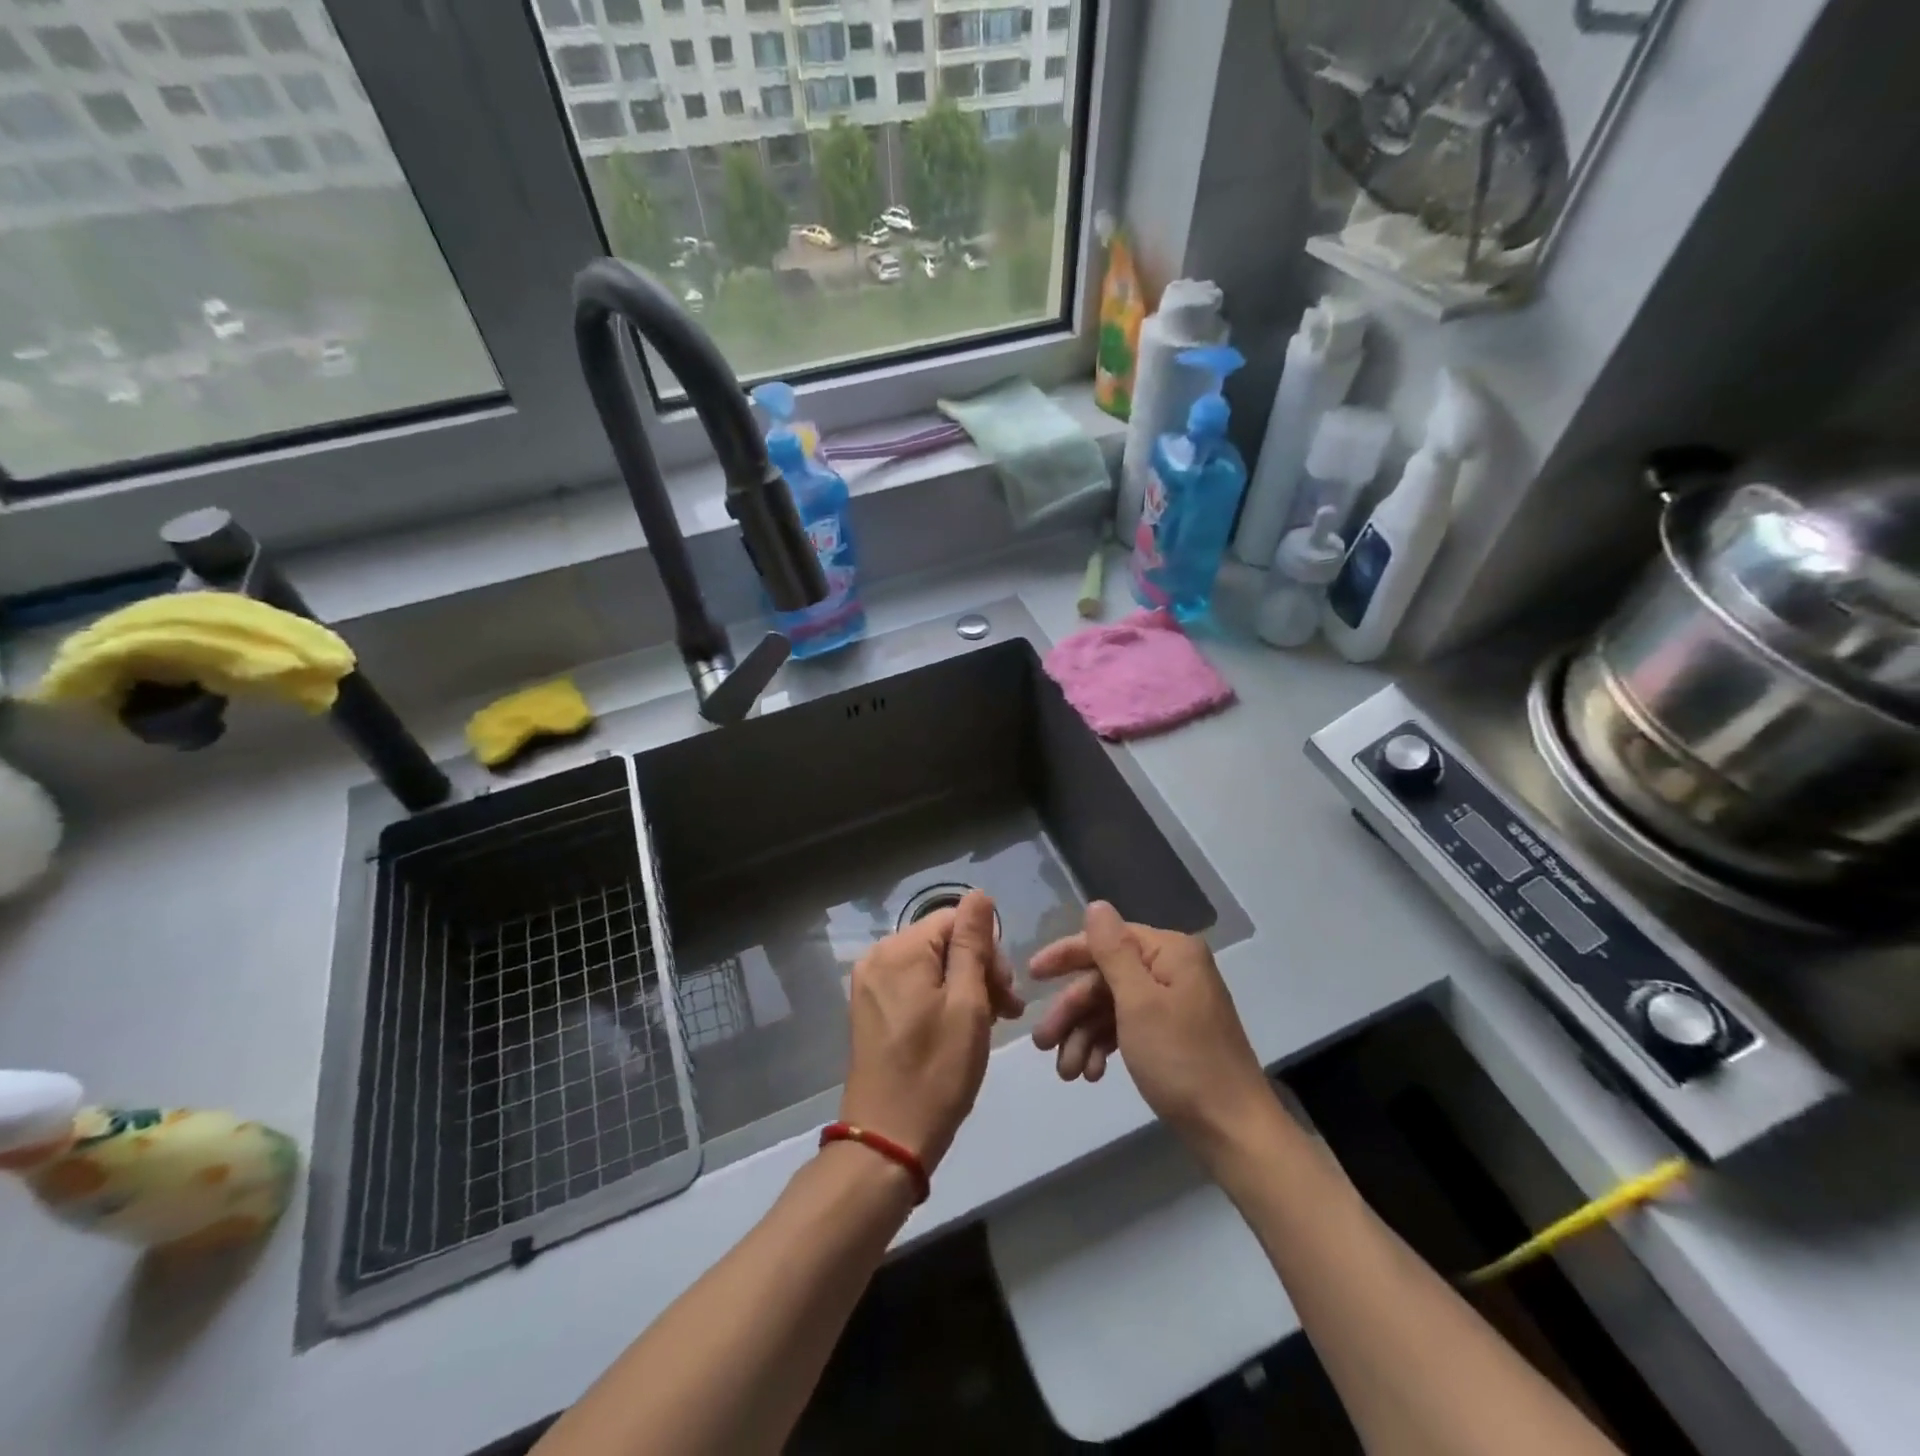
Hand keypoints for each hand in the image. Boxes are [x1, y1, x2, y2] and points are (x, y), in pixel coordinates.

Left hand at [839, 890, 1024, 1173]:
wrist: (888, 1140)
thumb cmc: (937, 1071)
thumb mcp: (968, 1004)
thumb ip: (973, 943)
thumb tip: (979, 894)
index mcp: (900, 950)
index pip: (956, 920)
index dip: (989, 951)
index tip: (1008, 995)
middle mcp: (877, 956)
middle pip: (942, 940)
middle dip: (978, 969)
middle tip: (1005, 1013)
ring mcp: (869, 983)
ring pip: (930, 964)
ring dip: (963, 986)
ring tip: (987, 1023)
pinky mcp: (869, 1008)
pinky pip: (912, 984)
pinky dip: (939, 998)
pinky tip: (957, 1028)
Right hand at [1030, 902, 1269, 1147]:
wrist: (1234, 1132)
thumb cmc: (1183, 1061)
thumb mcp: (1139, 1003)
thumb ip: (1113, 951)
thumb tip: (1096, 905)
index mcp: (1170, 952)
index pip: (1107, 939)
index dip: (1066, 956)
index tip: (1031, 976)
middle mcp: (1172, 970)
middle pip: (1105, 977)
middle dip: (1072, 1011)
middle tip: (1042, 1042)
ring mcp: (1173, 1004)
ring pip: (1111, 1007)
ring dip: (1083, 1036)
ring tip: (1066, 1072)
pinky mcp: (1171, 1036)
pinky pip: (1126, 1029)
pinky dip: (1104, 1048)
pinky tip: (1091, 1074)